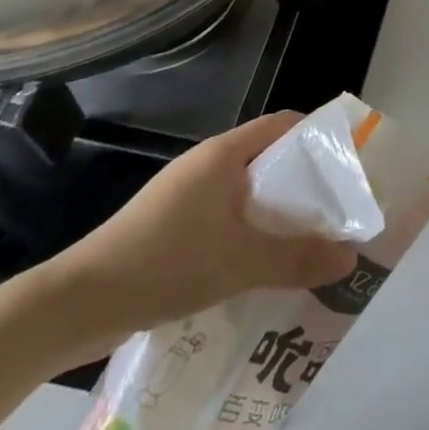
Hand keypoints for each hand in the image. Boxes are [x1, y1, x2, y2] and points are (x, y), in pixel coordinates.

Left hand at [26, 112, 360, 368]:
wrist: (76, 305)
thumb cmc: (165, 263)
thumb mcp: (240, 262)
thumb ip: (298, 258)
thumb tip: (352, 258)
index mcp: (223, 155)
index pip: (284, 125)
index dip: (319, 138)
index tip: (350, 165)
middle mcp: (206, 167)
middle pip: (270, 161)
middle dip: (306, 186)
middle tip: (339, 214)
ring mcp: (186, 198)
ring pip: (248, 196)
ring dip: (279, 217)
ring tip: (311, 245)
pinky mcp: (172, 229)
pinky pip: (227, 221)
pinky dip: (252, 237)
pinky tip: (265, 271)